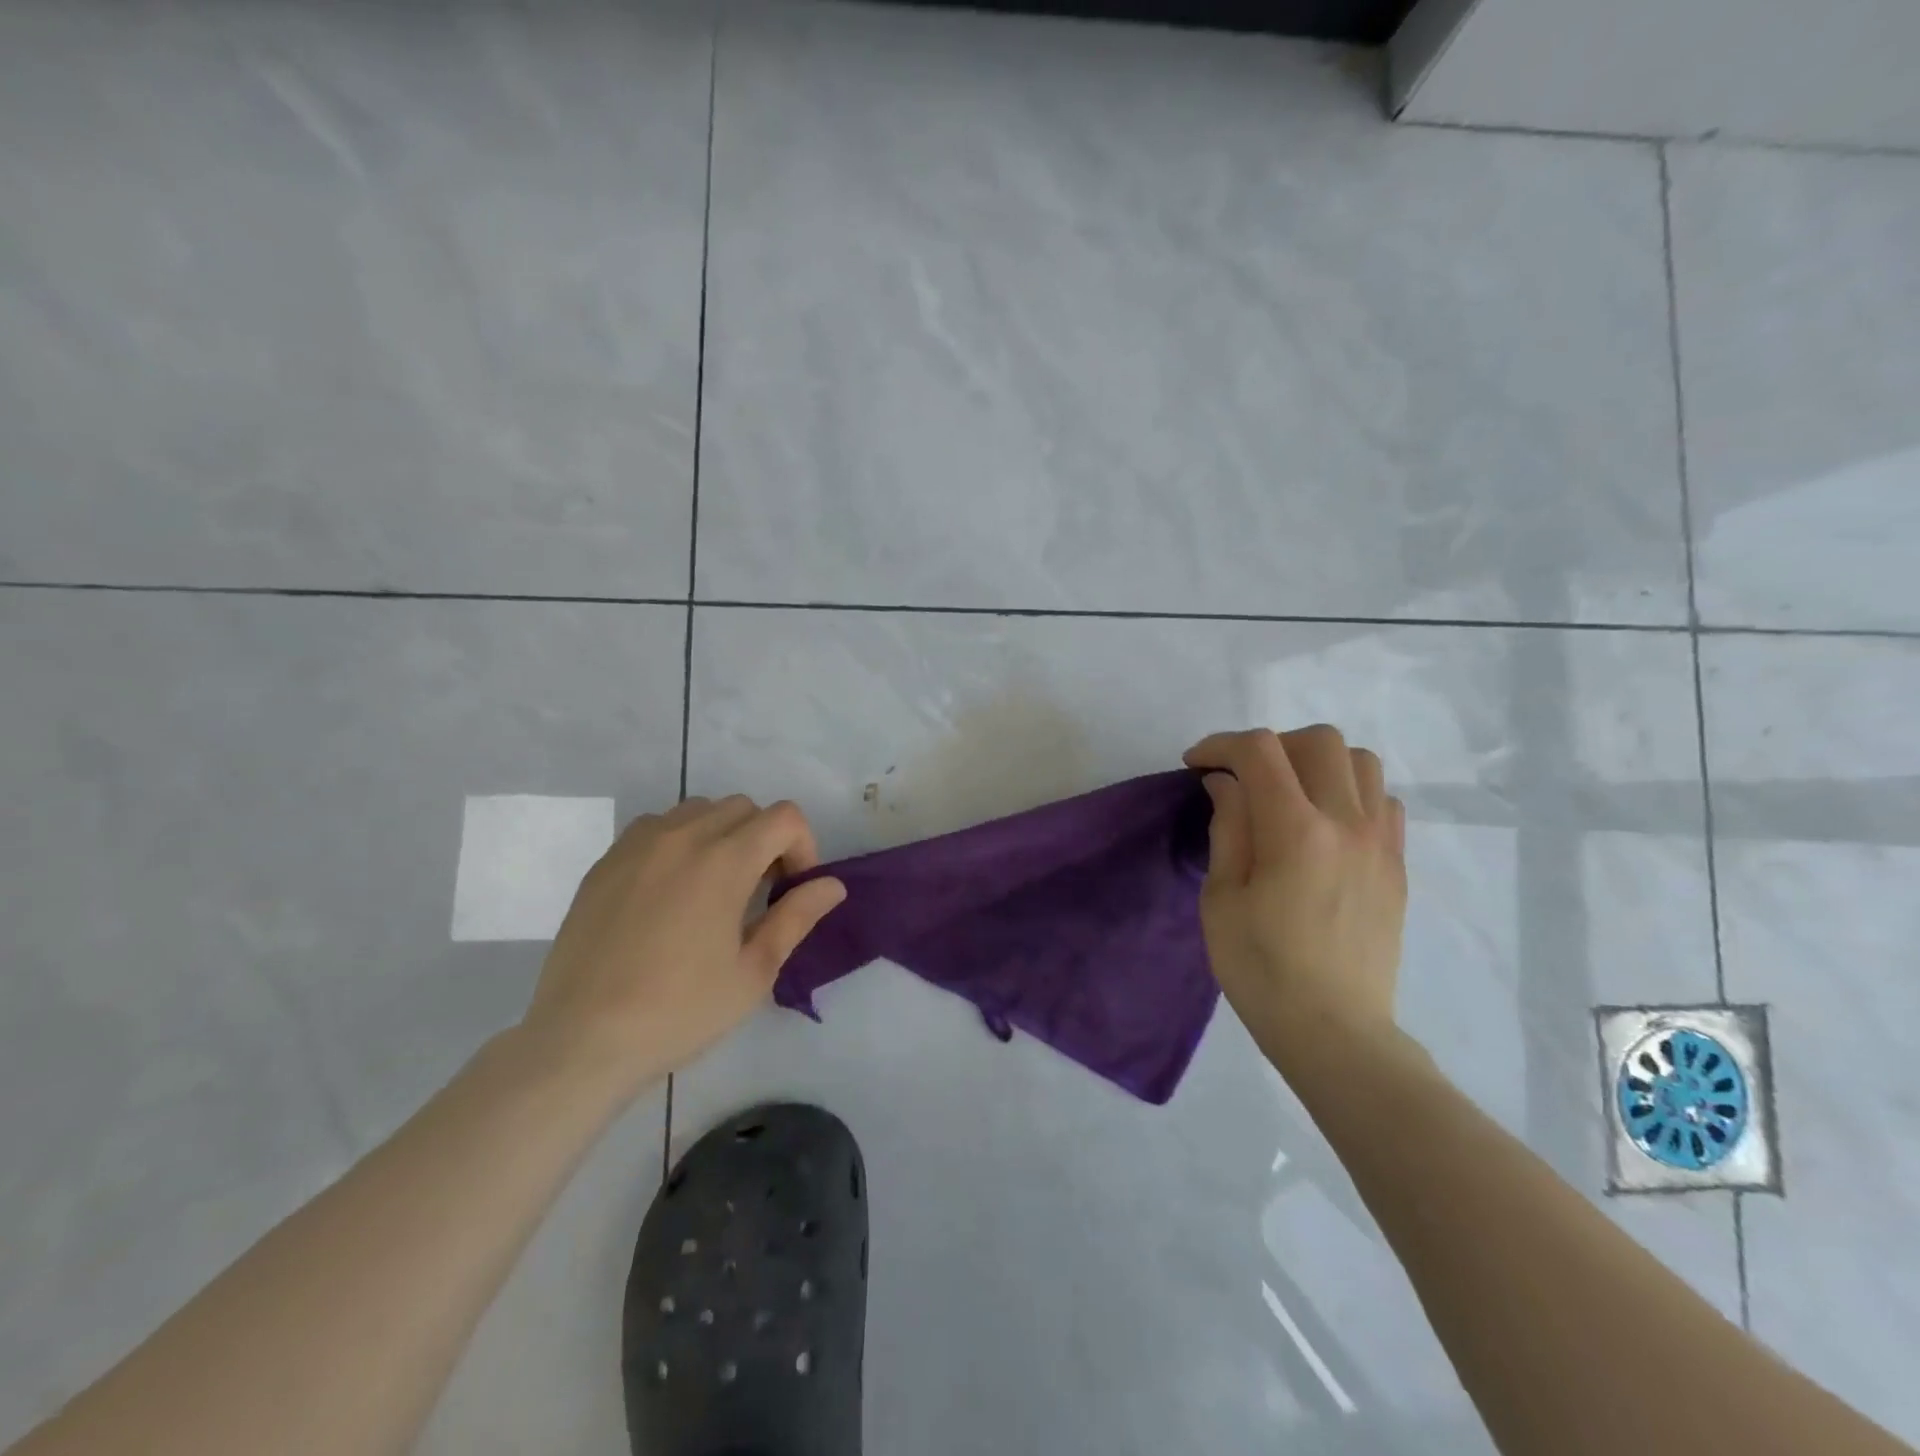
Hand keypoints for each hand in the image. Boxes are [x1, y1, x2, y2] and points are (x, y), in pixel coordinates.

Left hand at [520, 796, 845, 1093]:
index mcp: (724, 861)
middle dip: (765, 839)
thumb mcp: (753, 972)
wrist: (581, 1040)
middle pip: (744, 807)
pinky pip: (656, 827)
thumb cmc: (679, 1011)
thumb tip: (832, 885)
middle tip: (758, 892)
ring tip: (714, 888)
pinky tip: (670, 892)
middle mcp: (682, 837)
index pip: (784, 817)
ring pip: (698, 810)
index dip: (803, 847)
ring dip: (722, 835)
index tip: (791, 890)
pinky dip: (679, 842)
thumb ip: (796, 917)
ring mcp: (637, 845)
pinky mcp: (605, 862)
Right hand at [1183, 726, 1407, 1059]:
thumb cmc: (1261, 969)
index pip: (1260, 751)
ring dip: (1316, 762)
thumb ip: (1228, 828)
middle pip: (1318, 740)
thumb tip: (1228, 783)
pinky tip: (1324, 822)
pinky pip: (1383, 799)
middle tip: (1242, 777)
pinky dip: (1350, 791)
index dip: (1220, 745)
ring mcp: (1381, 842)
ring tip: (1288, 792)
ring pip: (1360, 761)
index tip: (1196, 765)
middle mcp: (1347, 823)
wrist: (1335, 1030)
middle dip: (1271, 745)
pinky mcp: (1396, 864)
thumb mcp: (1221, 898)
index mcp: (1295, 832)